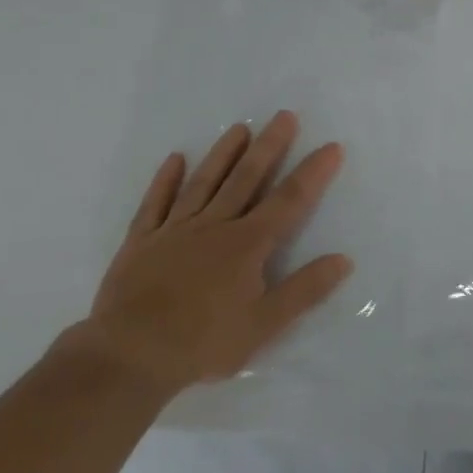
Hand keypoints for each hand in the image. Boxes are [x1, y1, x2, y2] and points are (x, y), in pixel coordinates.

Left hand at [80, 111, 351, 400]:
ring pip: (204, 182)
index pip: (289, 201)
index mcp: (247, 245)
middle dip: (269, 146)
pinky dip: (166, 180)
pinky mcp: (142, 242)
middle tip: (284, 116)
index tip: (331, 147)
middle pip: (246, 179)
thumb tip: (343, 259)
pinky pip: (156, 203)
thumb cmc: (203, 343)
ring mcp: (175, 230)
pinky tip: (175, 159)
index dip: (312, 173)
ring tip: (240, 127)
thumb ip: (305, 290)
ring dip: (223, 153)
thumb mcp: (264, 325)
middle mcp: (214, 226)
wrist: (128, 357)